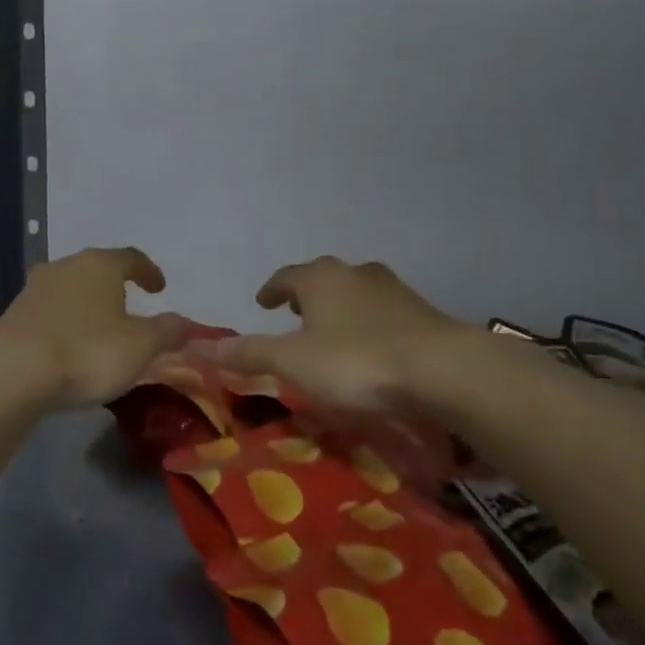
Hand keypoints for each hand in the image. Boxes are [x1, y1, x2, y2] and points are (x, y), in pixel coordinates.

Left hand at [0, 247, 186, 408]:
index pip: (131, 257)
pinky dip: (64, 322)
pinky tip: (69, 346)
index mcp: (99, 265)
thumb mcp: (141, 346)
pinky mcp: (13, 314)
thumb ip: (167, 331)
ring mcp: (34, 289)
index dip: (149, 272)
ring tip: (99, 329)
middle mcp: (65, 266)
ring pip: (70, 289)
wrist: (14, 375)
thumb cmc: (87, 353)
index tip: (159, 288)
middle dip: (115, 286)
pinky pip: (49, 312)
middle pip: (97, 269)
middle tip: (130, 307)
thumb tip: (187, 323)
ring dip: (87, 305)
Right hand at [221, 257, 464, 412]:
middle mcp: (356, 274)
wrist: (442, 370)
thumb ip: (250, 353)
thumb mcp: (293, 362)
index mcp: (320, 279)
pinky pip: (384, 311)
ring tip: (331, 328)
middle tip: (294, 311)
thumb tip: (202, 346)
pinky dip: (369, 322)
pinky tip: (372, 345)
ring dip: (340, 306)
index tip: (262, 301)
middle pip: (324, 278)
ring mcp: (394, 290)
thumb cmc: (355, 361)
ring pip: (356, 291)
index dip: (271, 289)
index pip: (286, 276)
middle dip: (307, 294)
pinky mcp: (423, 312)